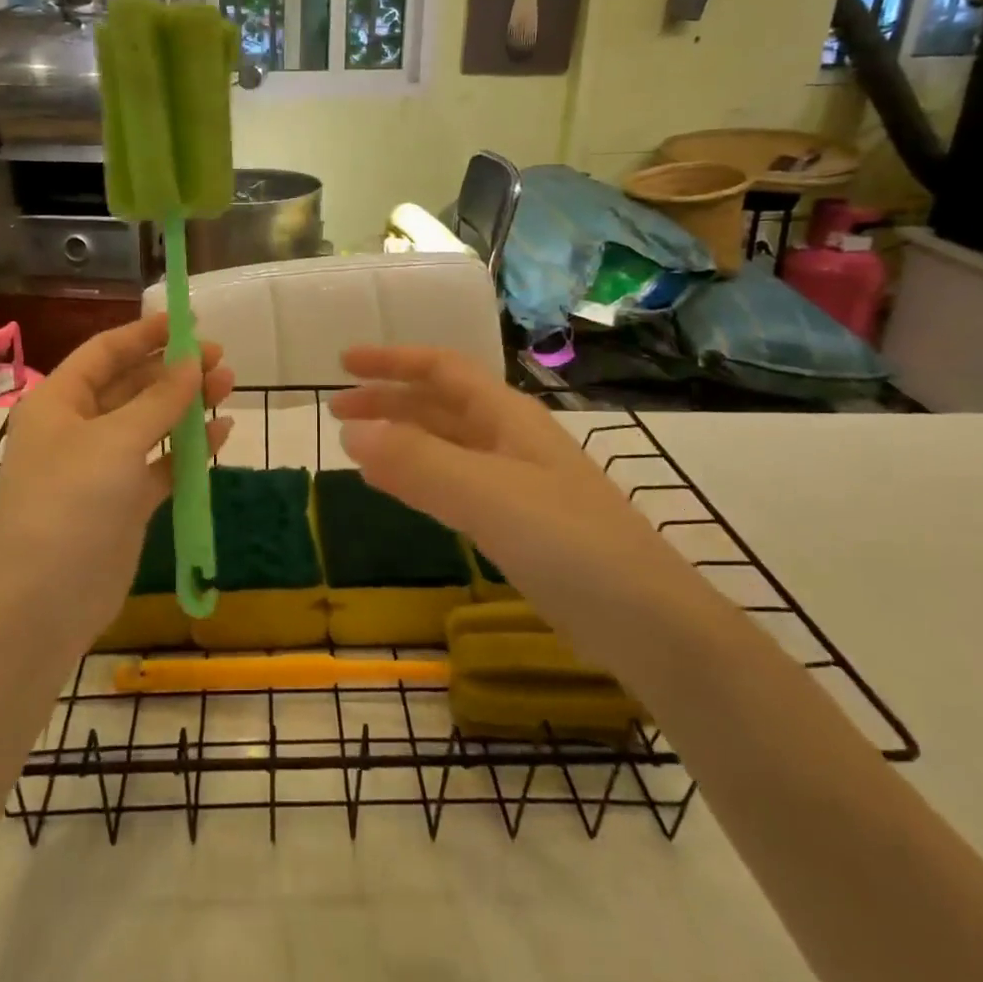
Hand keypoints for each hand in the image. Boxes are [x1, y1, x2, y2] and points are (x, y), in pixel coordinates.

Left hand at [0, 312, 234, 656]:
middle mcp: (77, 428)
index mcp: (59, 402)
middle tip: (220, 360)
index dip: (145, 333)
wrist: (44, 603)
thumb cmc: (71, 503)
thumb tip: (192, 362)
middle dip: (174, 370)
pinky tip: (222, 435)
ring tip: (228, 387)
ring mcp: (101, 466)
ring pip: (149, 423)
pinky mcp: (123, 501)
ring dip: (186, 406)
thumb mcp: (116, 441)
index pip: (105, 352)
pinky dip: (189, 449)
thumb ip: (159, 400)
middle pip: (131, 384)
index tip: (189, 322)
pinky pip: (160, 463)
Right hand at [328, 346, 679, 654]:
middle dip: (387, 400)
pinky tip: (397, 489)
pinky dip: (417, 476)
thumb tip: (351, 432)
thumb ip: (417, 461)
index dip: (392, 360)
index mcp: (506, 415)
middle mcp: (509, 438)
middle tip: (337, 411)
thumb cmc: (567, 541)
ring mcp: (515, 481)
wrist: (645, 621)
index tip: (345, 362)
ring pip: (444, 443)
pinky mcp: (516, 522)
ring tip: (356, 446)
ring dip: (400, 437)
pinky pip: (452, 482)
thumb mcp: (485, 493)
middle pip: (439, 404)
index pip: (441, 369)